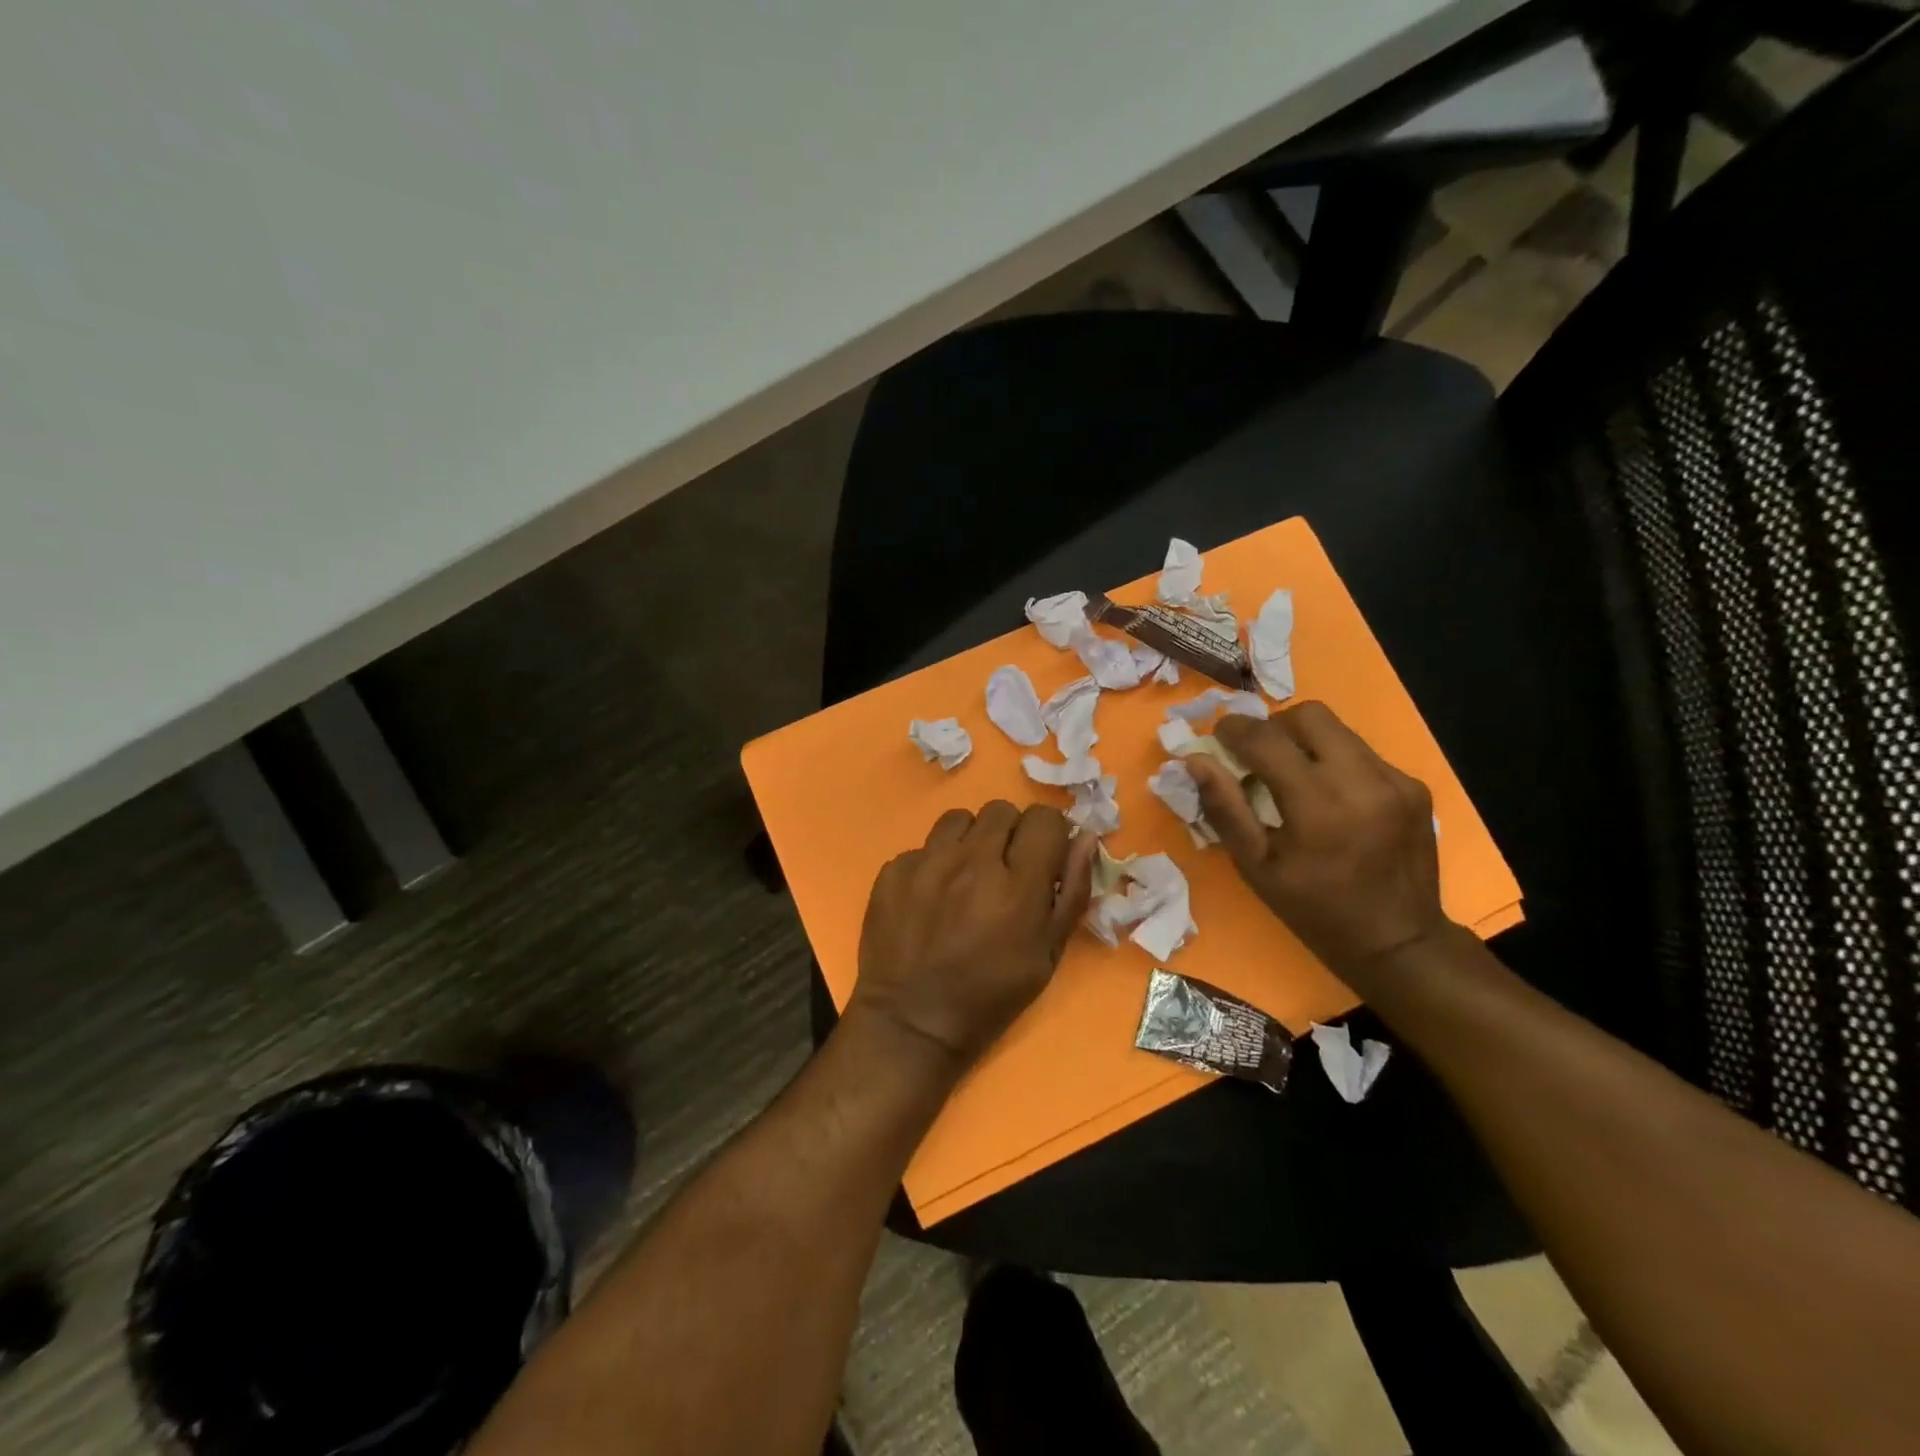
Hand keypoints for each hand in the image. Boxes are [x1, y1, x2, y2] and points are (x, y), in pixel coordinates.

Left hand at [849, 802, 1096, 1070]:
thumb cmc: (991, 996)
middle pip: (1001, 810)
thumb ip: (1071, 891)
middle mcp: (972, 862)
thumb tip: (1085, 838)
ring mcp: (927, 863)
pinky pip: (923, 846)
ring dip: (971, 839)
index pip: (1044, 818)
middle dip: (1011, 833)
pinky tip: (932, 896)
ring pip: (959, 818)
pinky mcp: (893, 870)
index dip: (1049, 833)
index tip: (1043, 856)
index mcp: (1017, 885)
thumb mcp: (1047, 954)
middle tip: (1005, 870)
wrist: (912, 1022)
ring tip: (967, 874)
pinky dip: (933, 863)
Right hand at [1186, 702, 1446, 978]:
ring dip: (1306, 743)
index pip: (1267, 739)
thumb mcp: (1256, 866)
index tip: (1219, 735)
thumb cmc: (1314, 910)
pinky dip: (1337, 763)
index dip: (1235, 729)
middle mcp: (1362, 781)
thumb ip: (1225, 807)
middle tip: (1259, 755)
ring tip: (1294, 777)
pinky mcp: (1414, 787)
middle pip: (1310, 715)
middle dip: (1275, 726)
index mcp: (1318, 806)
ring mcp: (1395, 781)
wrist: (1398, 942)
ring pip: (1340, 730)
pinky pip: (1364, 754)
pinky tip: (1332, 799)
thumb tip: (1196, 760)